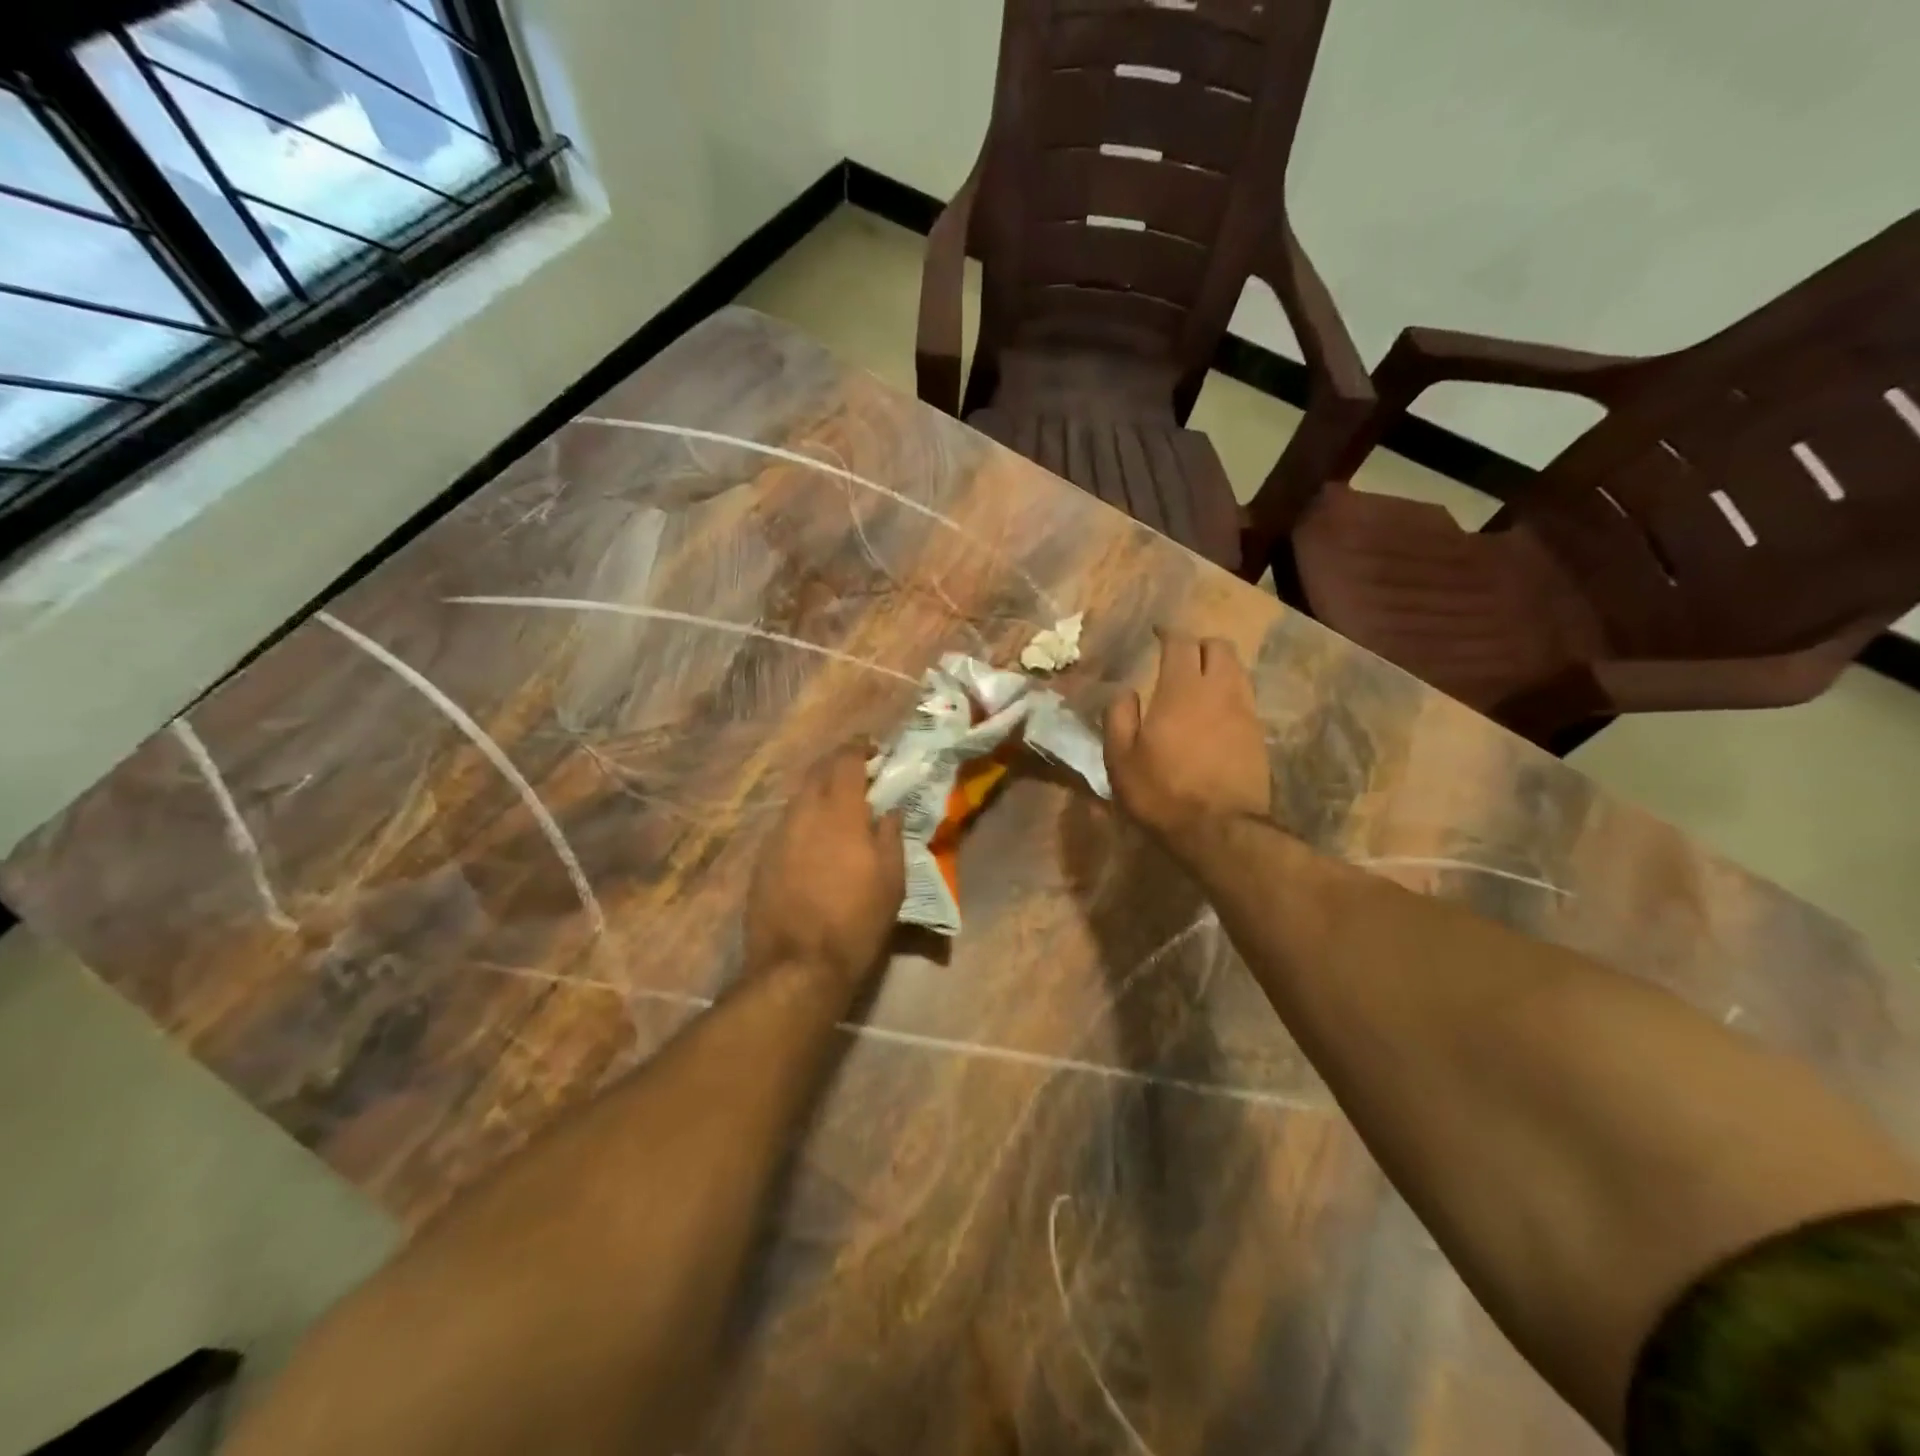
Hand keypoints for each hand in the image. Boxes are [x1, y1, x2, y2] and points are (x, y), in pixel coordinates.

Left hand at [746, 747, 904, 988]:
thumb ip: (890, 836)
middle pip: (816, 772)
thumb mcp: (891, 881)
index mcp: (838, 812)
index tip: (873, 749)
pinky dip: (804, 820)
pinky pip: (786, 825)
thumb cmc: (856, 921)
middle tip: (858, 774)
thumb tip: (889, 810)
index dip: (859, 748)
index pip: (845, 761)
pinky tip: (814, 841)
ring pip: (798, 798)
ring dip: (818, 793)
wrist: (796, 966)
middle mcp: (802, 814)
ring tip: (837, 808)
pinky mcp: (761, 859)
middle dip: (837, 765)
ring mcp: (776, 835)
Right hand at [1104, 630, 1271, 851]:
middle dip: (1198, 644)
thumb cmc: (1162, 792)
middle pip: (1219, 646)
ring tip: (1198, 683)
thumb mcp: (1120, 758)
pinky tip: (1214, 714)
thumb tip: (1125, 691)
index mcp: (1181, 689)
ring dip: (1218, 667)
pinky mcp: (1259, 735)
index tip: (1157, 634)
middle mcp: (1219, 690)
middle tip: (1179, 657)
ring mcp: (1245, 712)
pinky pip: (1244, 698)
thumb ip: (1118, 716)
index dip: (1168, 633)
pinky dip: (1229, 694)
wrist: (1220, 831)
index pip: (1180, 643)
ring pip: (1237, 670)